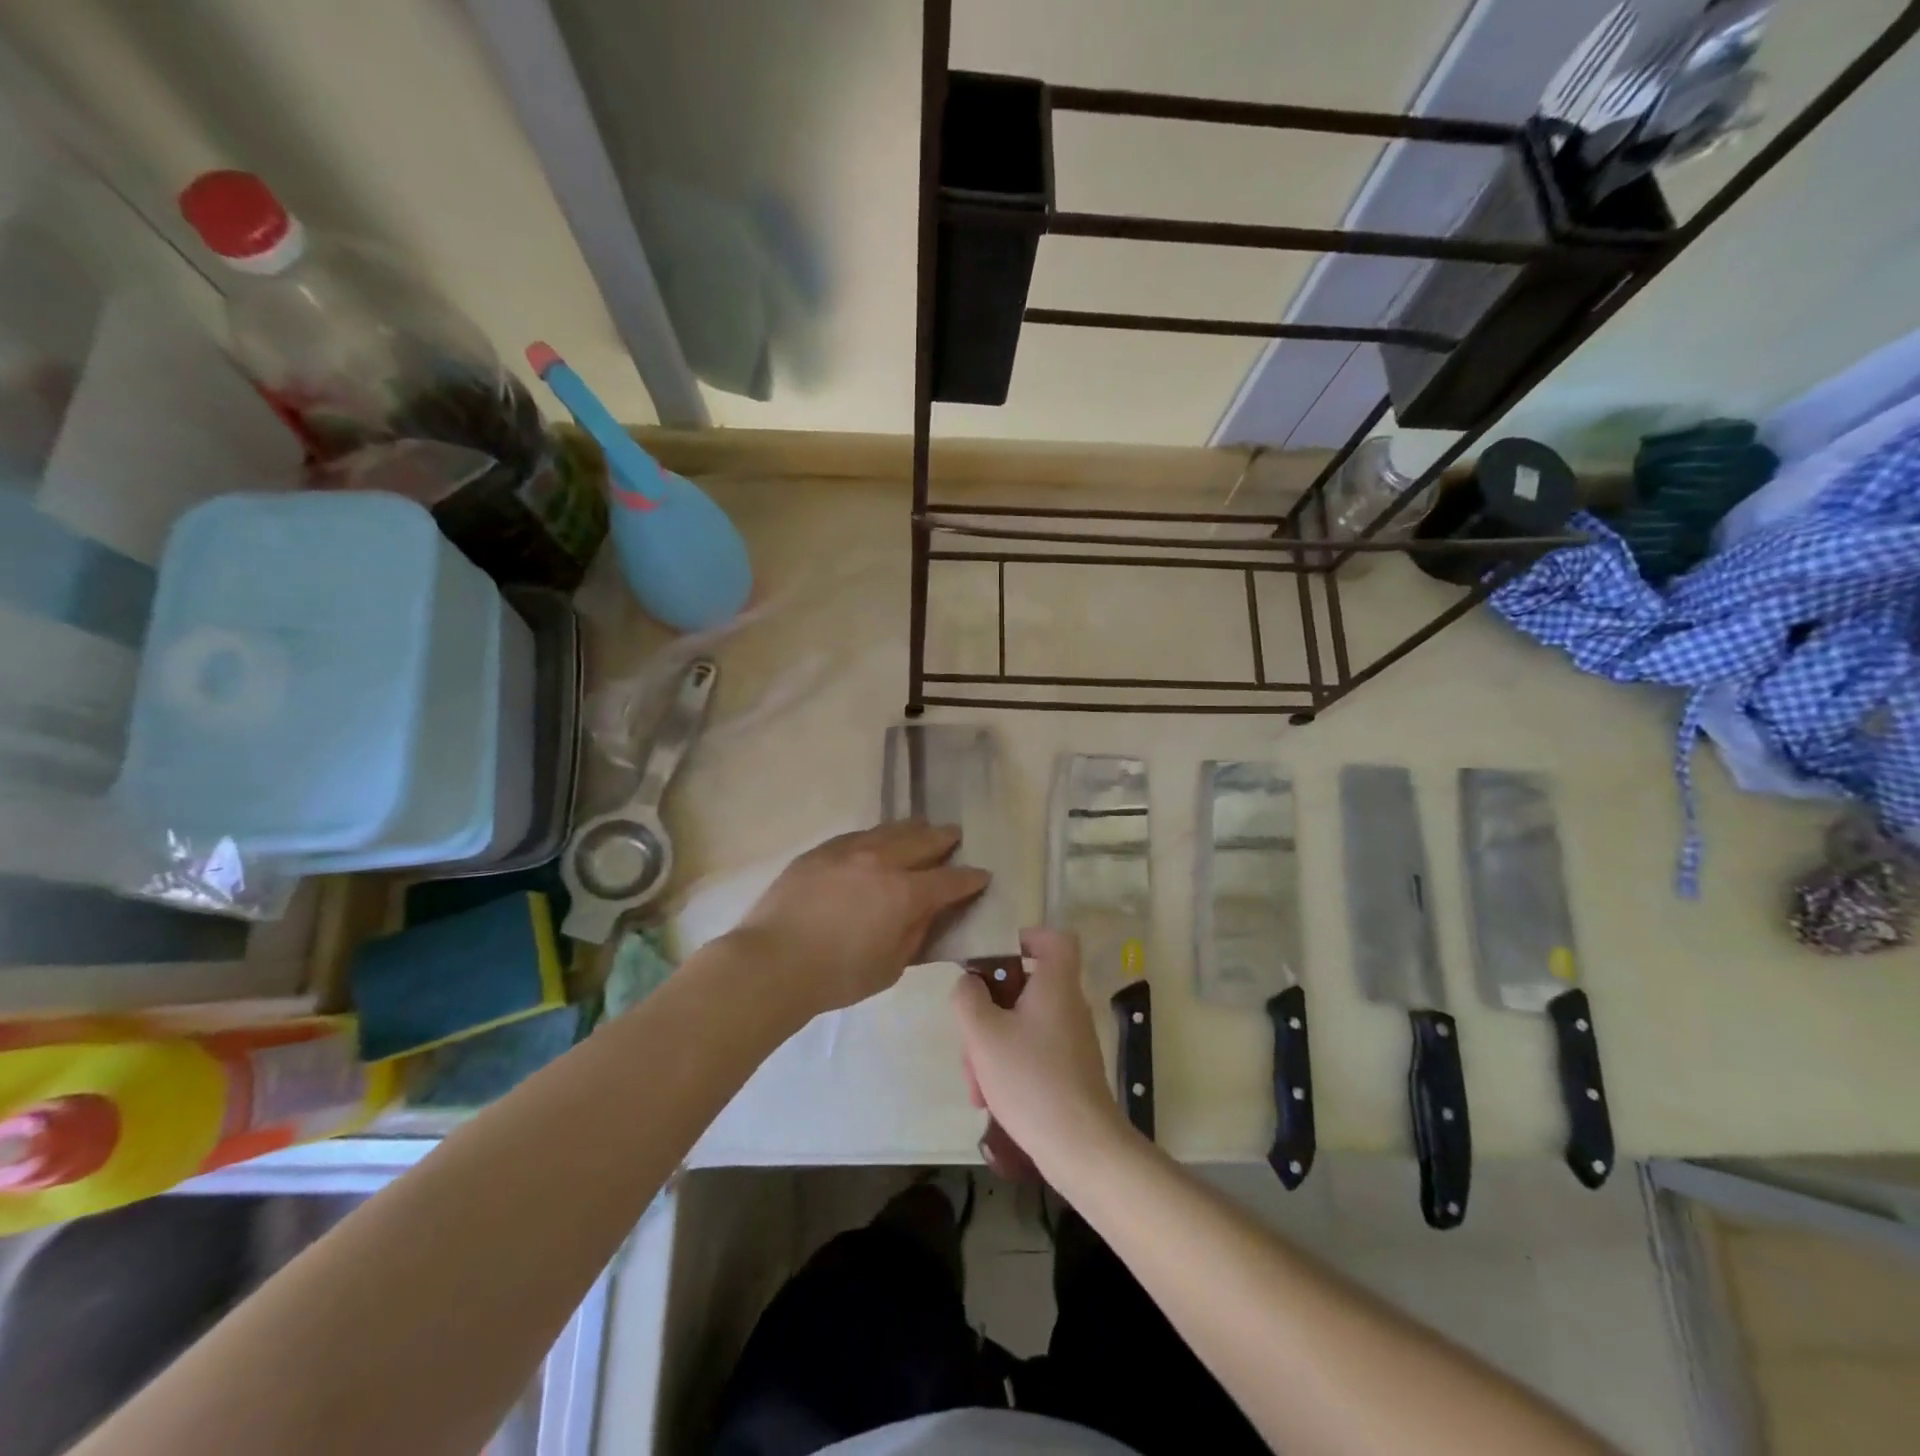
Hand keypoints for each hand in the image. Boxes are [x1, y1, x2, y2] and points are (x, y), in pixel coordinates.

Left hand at [733, 822, 988, 1016]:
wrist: (772, 962)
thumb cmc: (837, 976)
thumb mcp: (890, 967)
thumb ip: (914, 934)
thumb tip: (927, 913)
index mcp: (905, 893)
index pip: (949, 880)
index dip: (970, 878)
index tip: (982, 876)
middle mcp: (882, 861)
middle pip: (923, 841)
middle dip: (944, 839)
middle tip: (956, 836)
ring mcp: (849, 850)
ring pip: (890, 830)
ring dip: (912, 829)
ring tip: (922, 827)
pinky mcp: (821, 851)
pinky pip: (859, 834)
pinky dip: (877, 835)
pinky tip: (877, 838)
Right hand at [952, 927, 1132, 1170]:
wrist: (1080, 1146)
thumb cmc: (1030, 1078)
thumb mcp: (983, 1034)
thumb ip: (968, 998)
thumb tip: (970, 982)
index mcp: (1056, 984)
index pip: (1054, 939)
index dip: (1027, 937)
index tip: (996, 956)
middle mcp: (1068, 1005)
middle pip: (1025, 987)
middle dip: (989, 1011)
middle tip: (970, 1038)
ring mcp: (1071, 1040)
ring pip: (1022, 1025)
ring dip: (992, 1046)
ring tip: (975, 1085)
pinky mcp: (1069, 1070)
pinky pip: (1032, 1052)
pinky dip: (1008, 1066)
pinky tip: (990, 1100)